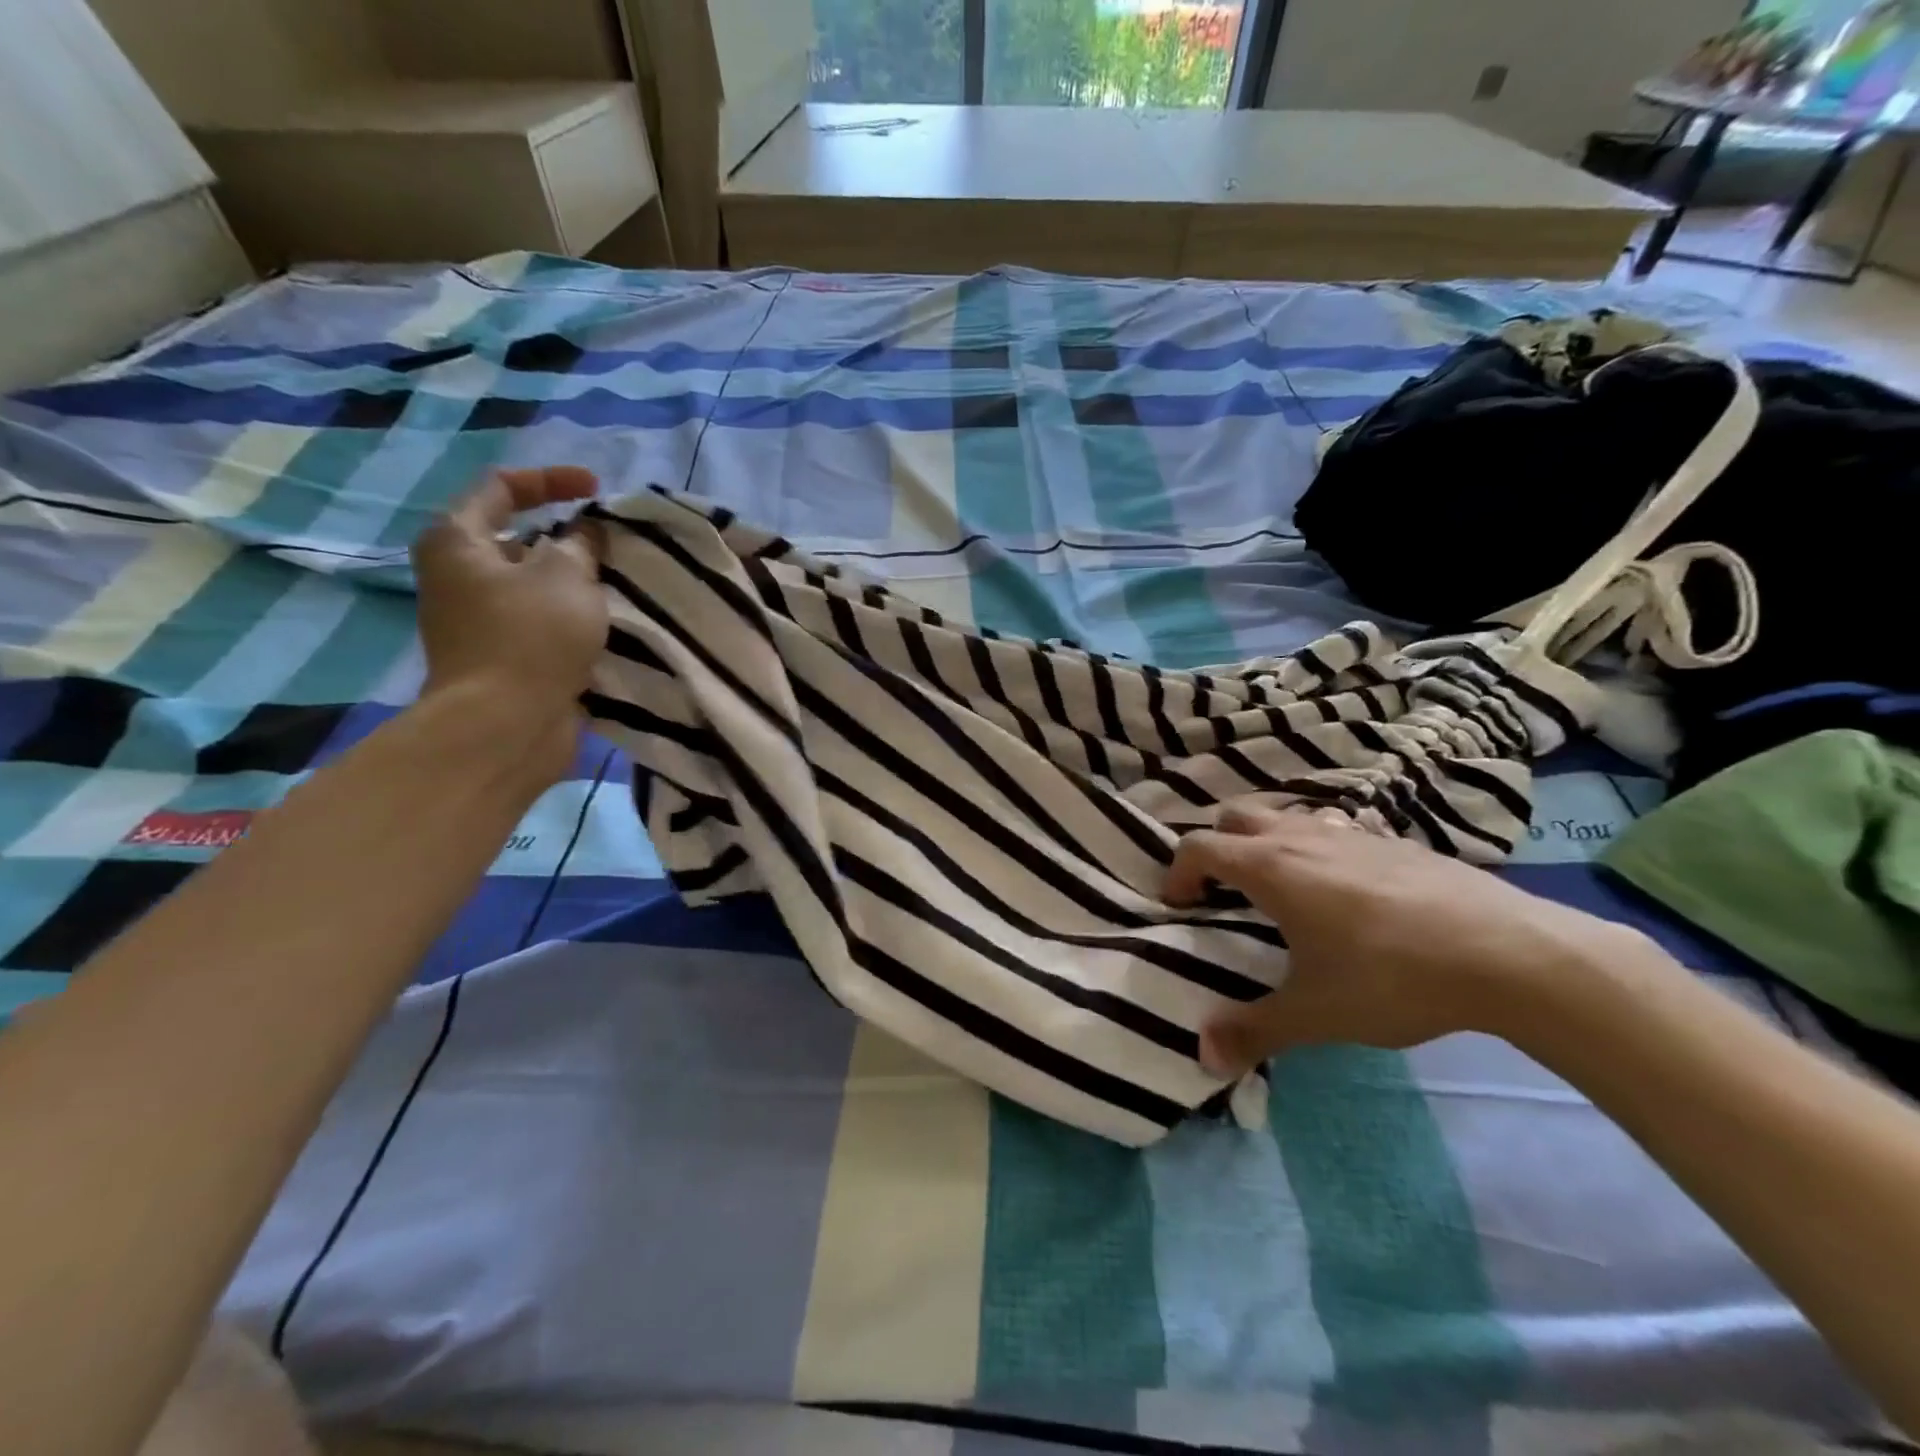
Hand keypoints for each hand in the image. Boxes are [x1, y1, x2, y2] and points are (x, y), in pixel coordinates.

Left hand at [411, 467, 605, 777]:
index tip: (598, 490)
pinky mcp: (502, 656)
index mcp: (457, 540)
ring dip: (575, 581)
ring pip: (535, 584)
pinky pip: (542, 621)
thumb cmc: (531, 636)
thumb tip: (583, 536)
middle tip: (612, 546)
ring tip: (618, 584)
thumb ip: (579, 544)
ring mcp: (478, 619)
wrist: (506, 724)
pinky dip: (572, 616)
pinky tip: (607, 623)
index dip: (552, 480)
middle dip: (568, 537)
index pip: (502, 487)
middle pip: (518, 538)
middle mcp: (458, 575)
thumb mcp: (566, 574)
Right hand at [1163, 802, 1641, 1074]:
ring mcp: (1352, 833)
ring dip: (1269, 841)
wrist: (1510, 954)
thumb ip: (1254, 1031)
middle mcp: (1303, 838)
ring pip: (1289, 816)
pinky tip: (1345, 891)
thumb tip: (1203, 1056)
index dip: (1178, 872)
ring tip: (1282, 889)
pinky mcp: (1395, 842)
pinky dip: (1319, 847)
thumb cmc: (1393, 977)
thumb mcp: (1315, 1014)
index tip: (1181, 906)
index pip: (1199, 846)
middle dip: (1219, 844)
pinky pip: (1336, 829)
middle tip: (1224, 889)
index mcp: (1271, 868)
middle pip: (1238, 815)